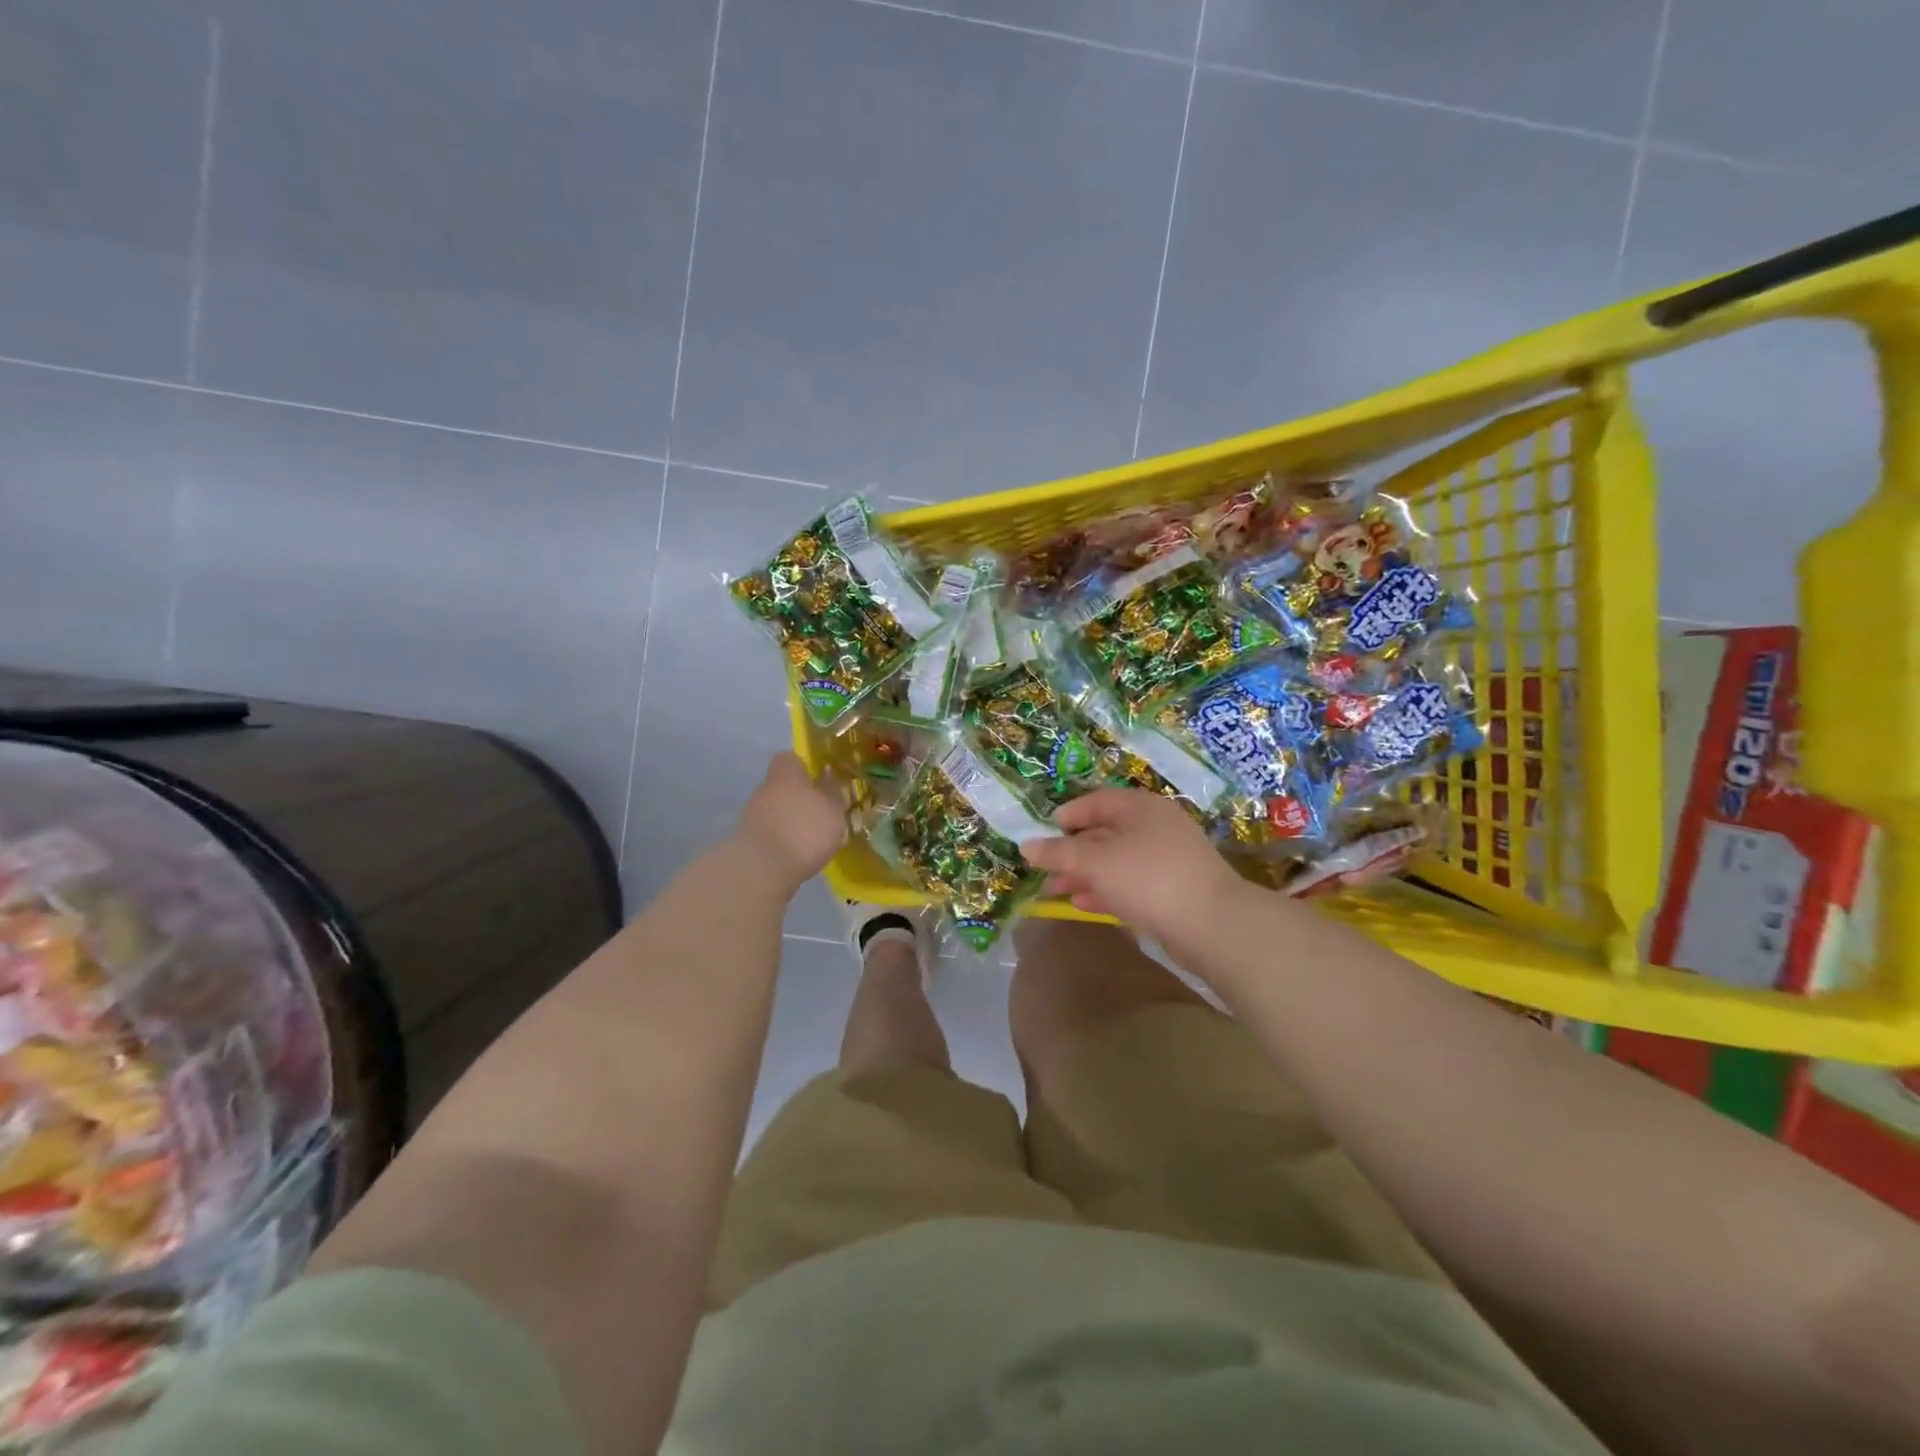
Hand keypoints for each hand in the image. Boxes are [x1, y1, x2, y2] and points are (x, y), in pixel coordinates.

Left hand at [733, 753, 846, 890]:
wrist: (762, 869)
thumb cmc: (805, 831)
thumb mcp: (832, 811)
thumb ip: (832, 792)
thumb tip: (828, 773)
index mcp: (786, 774)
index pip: (790, 758)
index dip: (805, 767)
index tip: (820, 780)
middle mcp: (765, 788)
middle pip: (782, 785)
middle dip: (799, 797)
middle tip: (820, 813)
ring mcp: (752, 814)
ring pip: (775, 809)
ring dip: (790, 820)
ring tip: (811, 839)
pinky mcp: (747, 840)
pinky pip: (769, 832)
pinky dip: (781, 839)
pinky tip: (796, 854)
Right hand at [1021, 788, 1245, 945]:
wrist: (1212, 924)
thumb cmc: (1148, 879)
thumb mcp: (1095, 861)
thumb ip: (1059, 853)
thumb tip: (1026, 845)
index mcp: (1140, 807)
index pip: (1096, 801)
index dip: (1068, 815)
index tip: (1044, 834)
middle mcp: (1155, 826)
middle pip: (1105, 832)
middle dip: (1072, 852)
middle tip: (1045, 871)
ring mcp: (1167, 858)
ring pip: (1116, 860)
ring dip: (1084, 874)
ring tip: (1056, 892)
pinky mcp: (1173, 889)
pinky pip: (1131, 883)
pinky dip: (1106, 890)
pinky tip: (1084, 904)